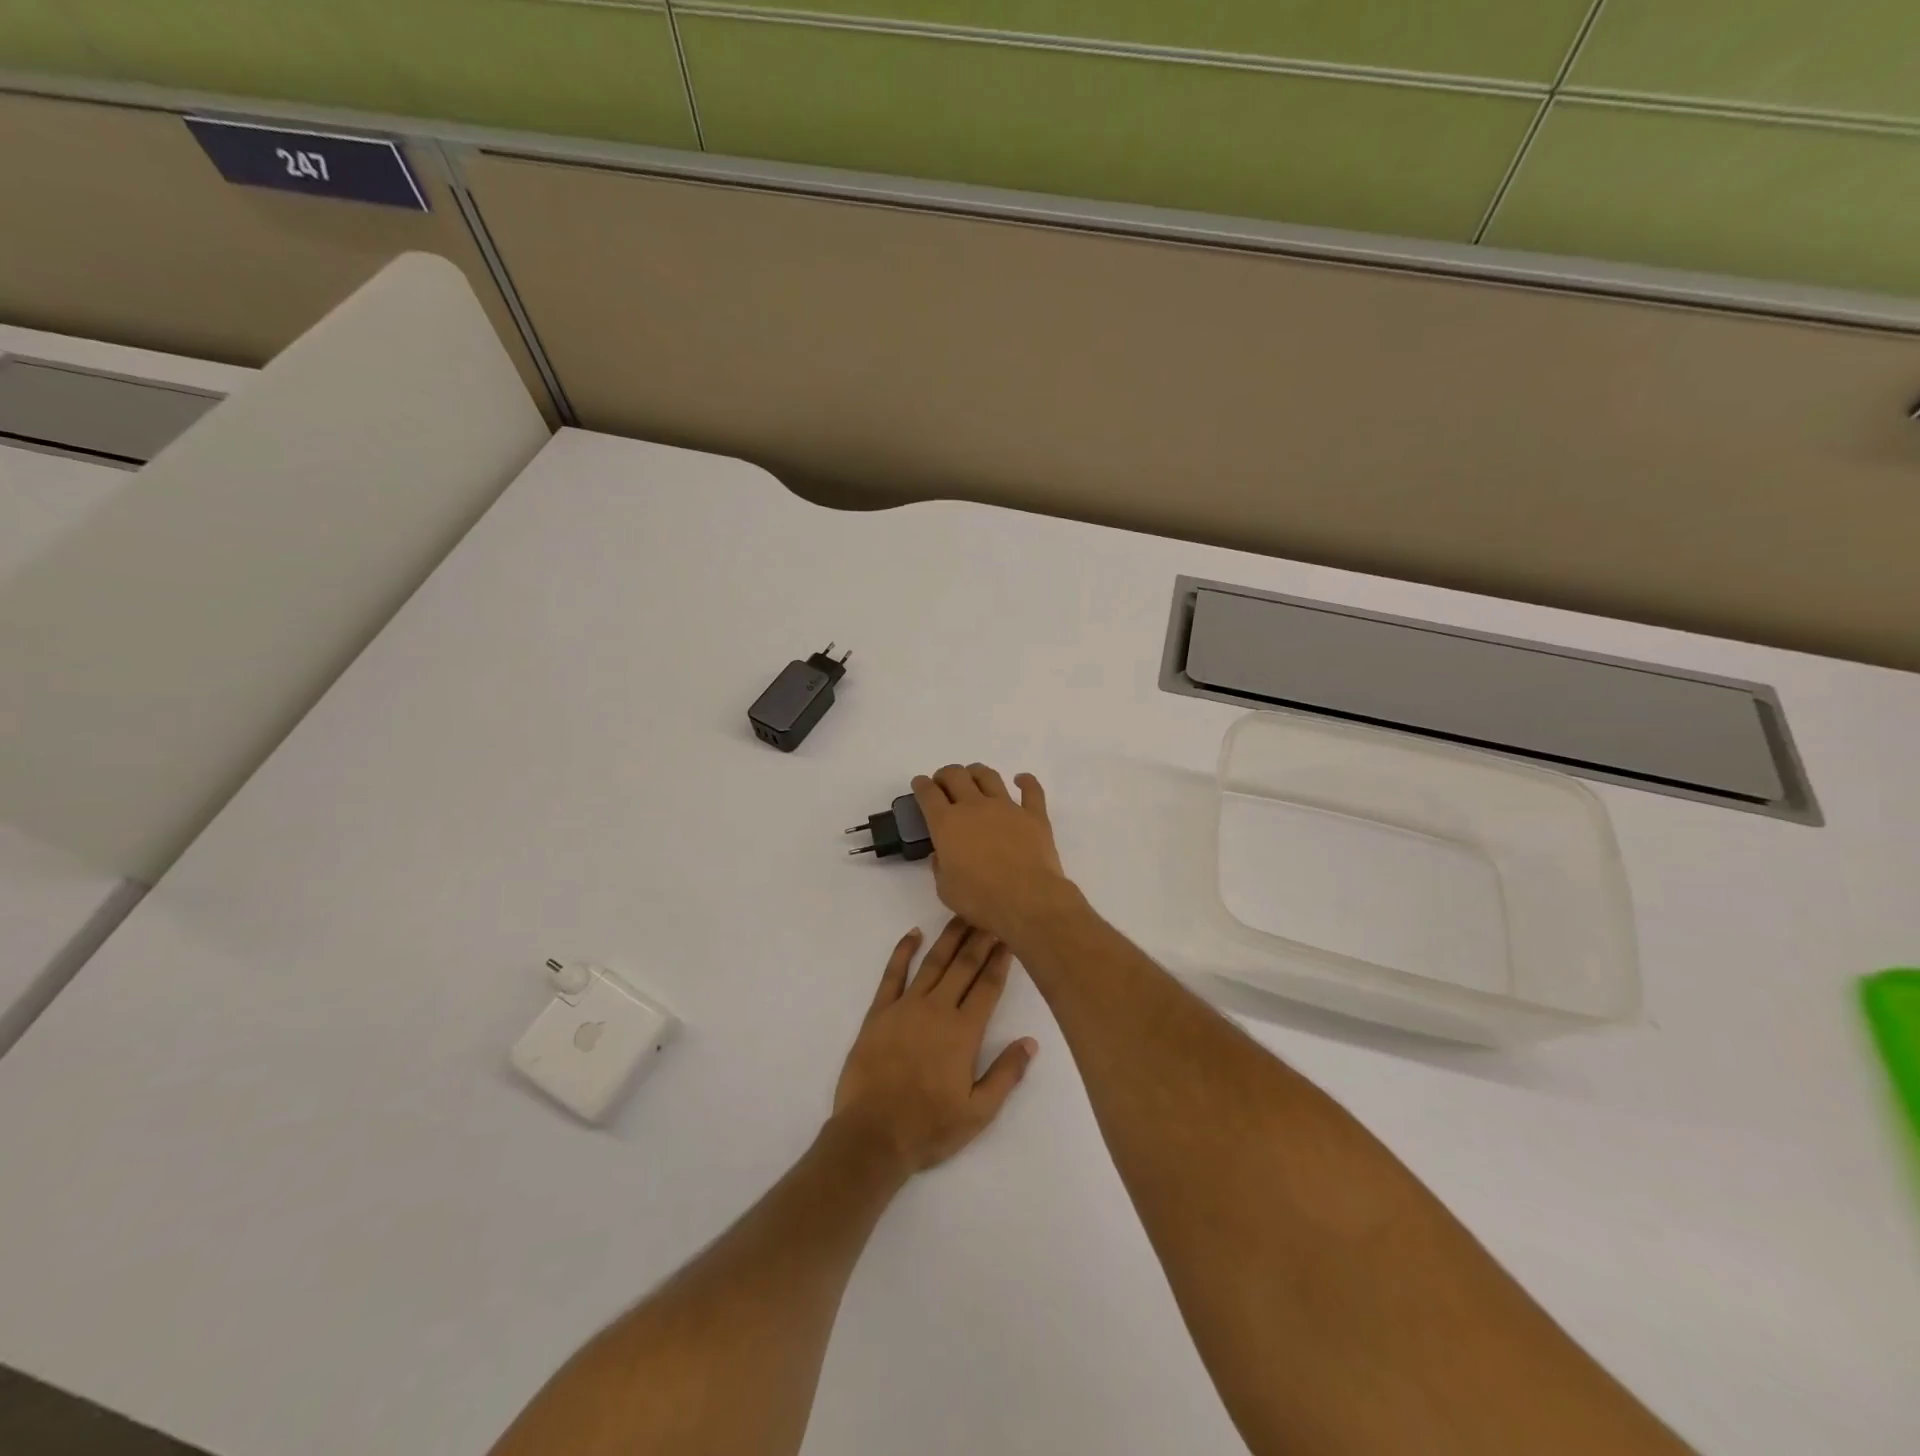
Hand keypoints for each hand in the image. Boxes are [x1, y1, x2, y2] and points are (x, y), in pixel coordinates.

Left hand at [832, 918, 1037, 1173]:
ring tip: (963, 913)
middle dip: (981, 938)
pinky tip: (914, 934)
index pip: (988, 986)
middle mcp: (937, 1009)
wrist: (872, 1136)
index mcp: (964, 1032)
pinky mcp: (879, 1012)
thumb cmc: (929, 1127)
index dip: (1001, 959)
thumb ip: (1006, 1074)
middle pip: (963, 966)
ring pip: (933, 962)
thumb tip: (1031, 1041)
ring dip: (949, 937)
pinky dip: (903, 951)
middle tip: (992, 913)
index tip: (1010, 936)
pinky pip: (892, 974)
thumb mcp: (978, 1112)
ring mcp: (905, 1007)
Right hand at [912, 765, 1077, 946]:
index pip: (928, 794)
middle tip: (943, 782)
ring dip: (977, 772)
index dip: (921, 785)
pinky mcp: (1034, 815)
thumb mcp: (945, 889)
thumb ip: (940, 867)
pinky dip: (1026, 781)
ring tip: (973, 776)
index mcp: (947, 823)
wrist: (1026, 899)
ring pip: (989, 776)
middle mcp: (974, 806)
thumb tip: (942, 856)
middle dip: (945, 774)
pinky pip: (1031, 790)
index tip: (920, 784)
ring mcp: (1006, 807)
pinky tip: (1021, 779)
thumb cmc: (979, 899)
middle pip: (956, 776)